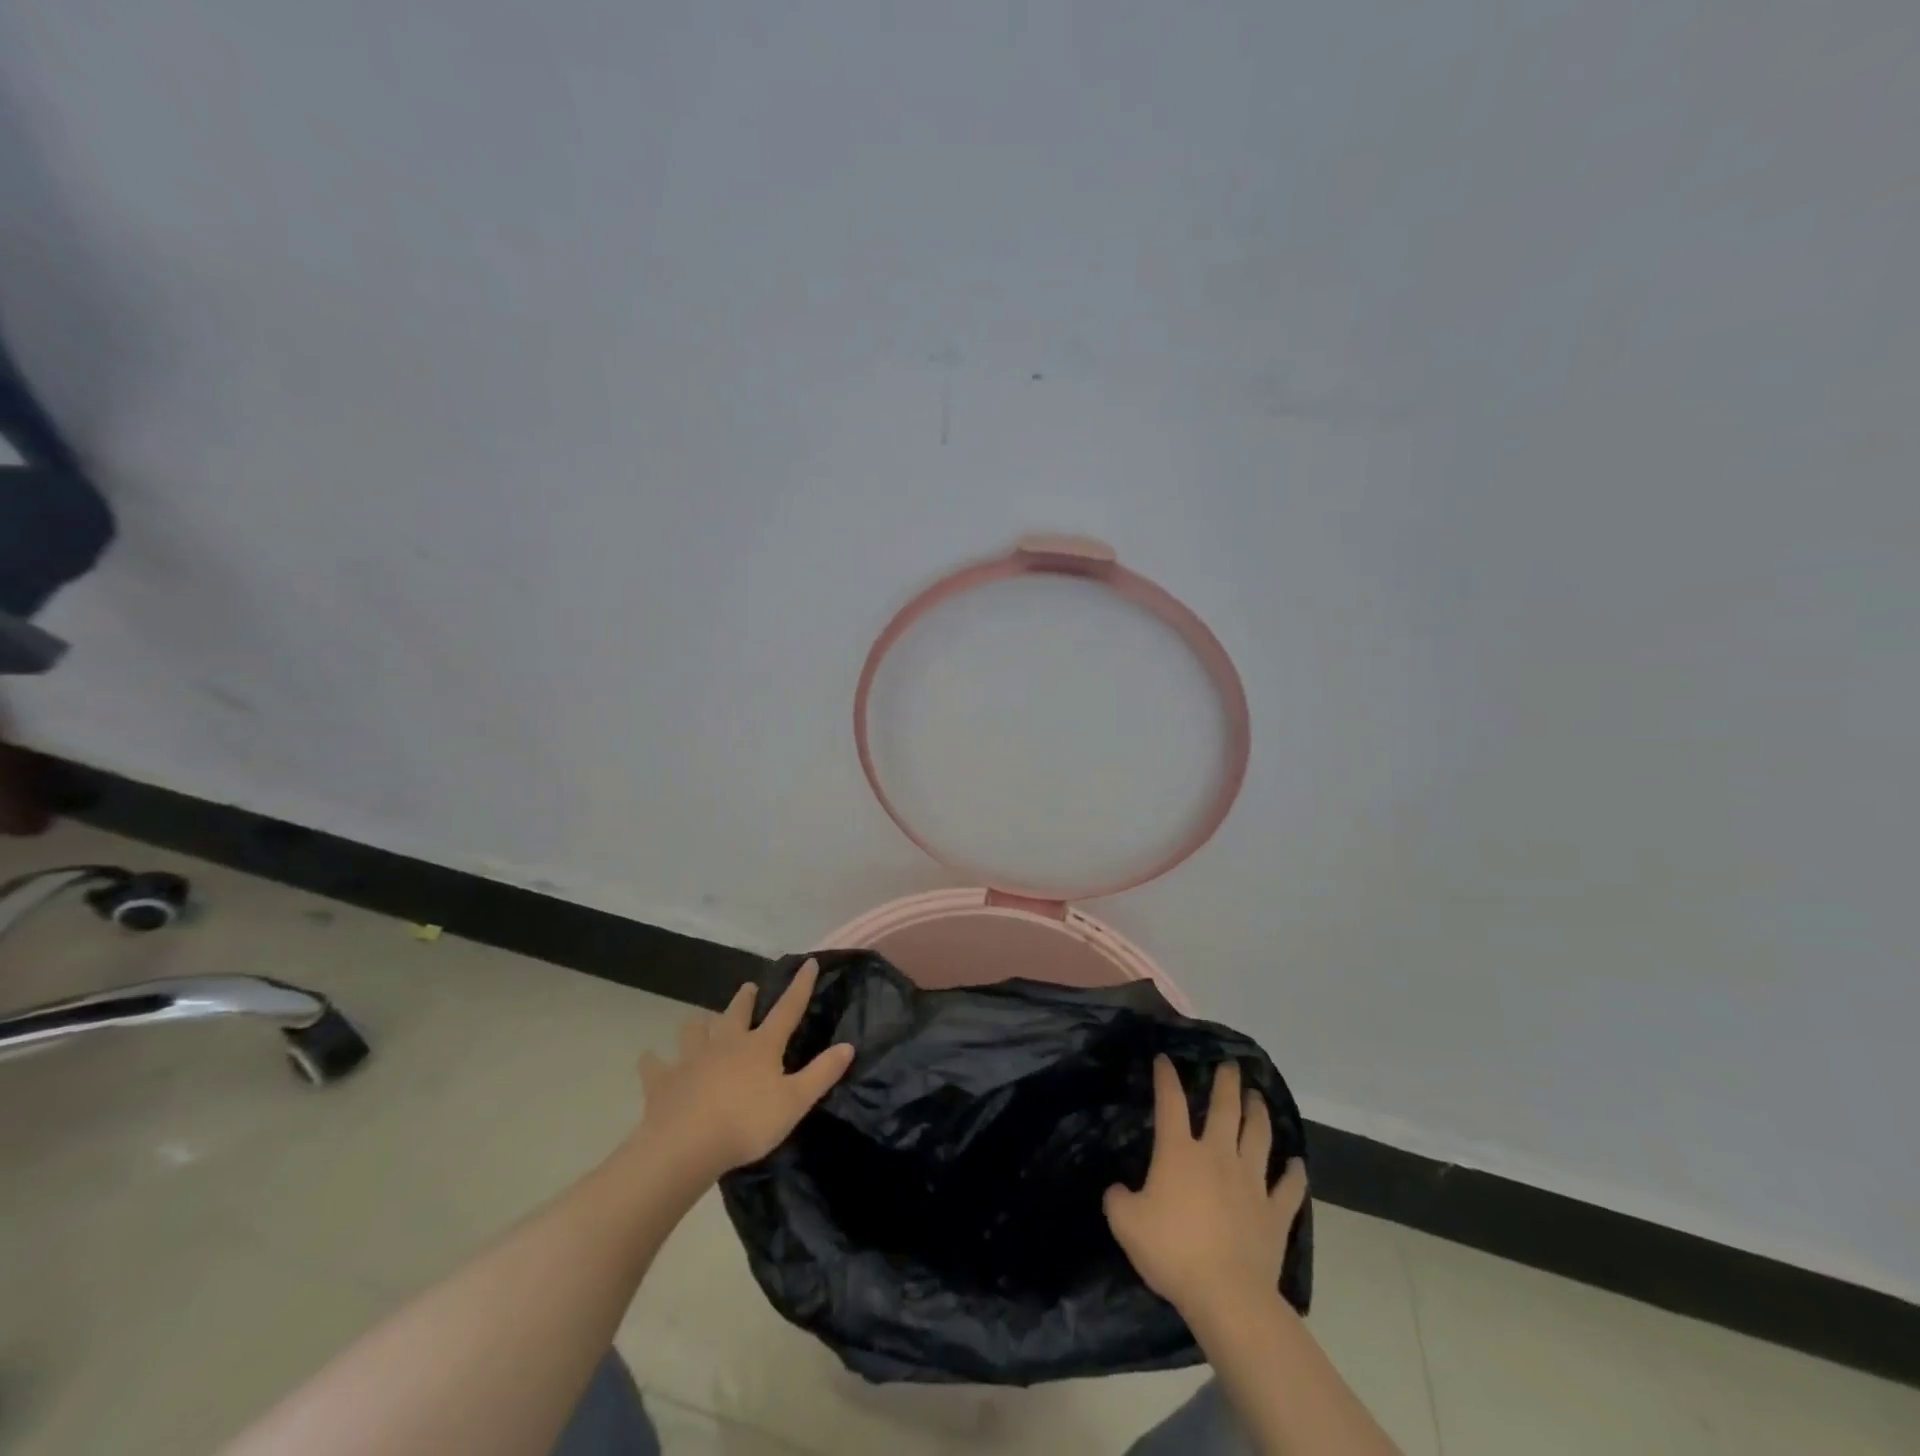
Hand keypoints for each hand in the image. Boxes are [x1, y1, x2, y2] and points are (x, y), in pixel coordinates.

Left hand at [627, 958, 852, 1187]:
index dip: (800, 985)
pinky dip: (653, 1061)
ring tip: (700, 1023)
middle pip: (737, 1012)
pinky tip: (650, 1059)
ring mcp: (692, 1059)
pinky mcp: (663, 1081)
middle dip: (745, 999)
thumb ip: (822, 1073)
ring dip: (699, 1025)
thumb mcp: (795, 1101)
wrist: (686, 1146)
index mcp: (761, 1046)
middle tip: (748, 988)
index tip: (808, 962)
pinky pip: (655, 1065)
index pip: (787, 1009)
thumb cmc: (747, 1123)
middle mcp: (727, 1043)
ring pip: (695, 1030)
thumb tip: (848, 1045)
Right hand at [1105, 1056, 1307, 1317]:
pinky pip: (1289, 1188)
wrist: (1227, 1294)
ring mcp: (1251, 1182)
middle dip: (1226, 1082)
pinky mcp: (1275, 1213)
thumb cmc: (1172, 1252)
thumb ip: (1117, 1198)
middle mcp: (1217, 1155)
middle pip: (1225, 1108)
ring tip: (1257, 1097)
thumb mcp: (1125, 1223)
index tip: (1165, 1059)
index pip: (1170, 1102)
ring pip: (1258, 1136)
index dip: (1166, 1077)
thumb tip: (1118, 1189)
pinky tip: (1298, 1164)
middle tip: (1230, 1065)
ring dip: (1258, 1113)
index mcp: (1179, 1152)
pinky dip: (1295, 1174)